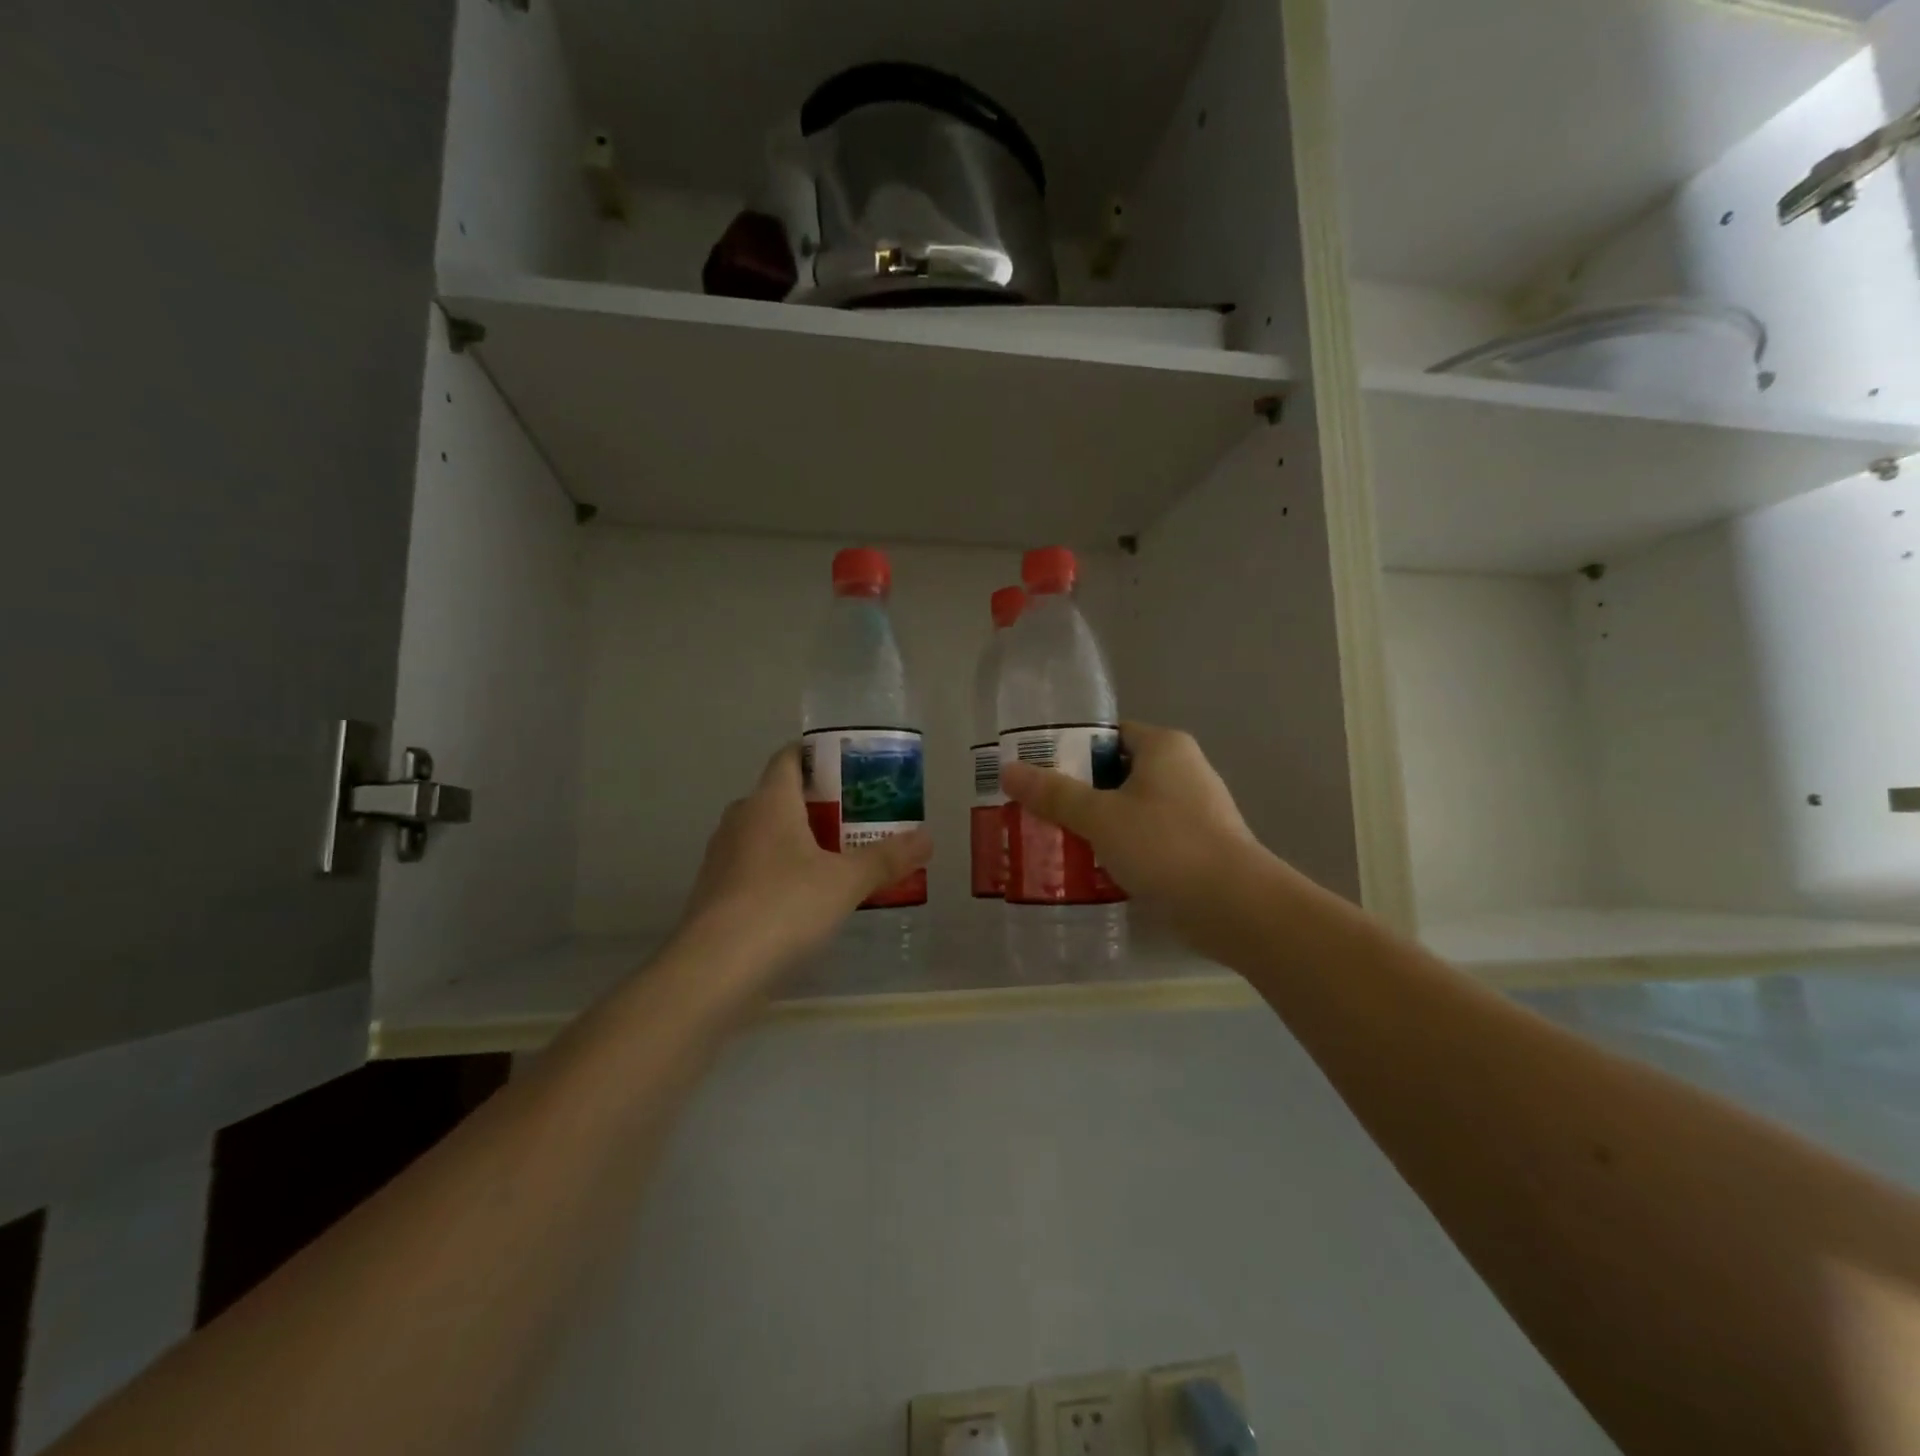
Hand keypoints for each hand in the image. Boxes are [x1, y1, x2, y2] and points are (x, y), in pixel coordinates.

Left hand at [677, 744, 931, 978]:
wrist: (713, 971)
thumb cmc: (784, 907)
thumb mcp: (846, 882)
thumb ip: (886, 858)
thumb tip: (927, 838)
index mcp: (769, 801)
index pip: (789, 757)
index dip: (819, 755)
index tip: (852, 767)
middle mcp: (741, 819)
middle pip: (781, 796)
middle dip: (819, 803)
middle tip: (859, 817)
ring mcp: (722, 856)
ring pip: (767, 834)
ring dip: (800, 840)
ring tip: (840, 857)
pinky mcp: (715, 892)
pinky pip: (755, 866)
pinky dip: (781, 870)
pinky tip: (806, 897)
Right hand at [1001, 722, 1259, 918]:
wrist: (1235, 907)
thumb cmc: (1165, 845)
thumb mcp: (1100, 817)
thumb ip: (1054, 794)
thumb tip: (1008, 770)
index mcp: (1164, 747)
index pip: (1108, 735)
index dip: (1070, 750)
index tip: (1037, 772)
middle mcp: (1183, 770)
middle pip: (1116, 773)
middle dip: (1078, 793)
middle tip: (1038, 811)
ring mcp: (1194, 810)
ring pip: (1131, 809)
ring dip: (1097, 824)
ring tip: (1056, 842)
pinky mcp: (1198, 847)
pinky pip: (1148, 838)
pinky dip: (1121, 848)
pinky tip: (1092, 870)